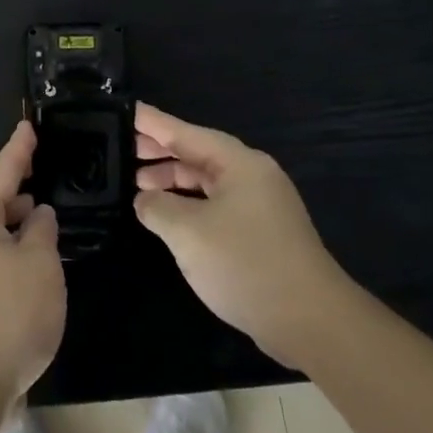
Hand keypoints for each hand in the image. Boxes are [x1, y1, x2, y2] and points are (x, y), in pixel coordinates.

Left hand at [0, 122, 66, 424]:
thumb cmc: (7, 315)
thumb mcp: (40, 267)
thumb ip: (40, 232)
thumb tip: (36, 214)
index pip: (0, 170)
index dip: (18, 148)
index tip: (28, 126)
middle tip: (27, 163)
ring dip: (0, 202)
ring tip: (31, 204)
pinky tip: (21, 245)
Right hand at [133, 103, 349, 366]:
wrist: (310, 321)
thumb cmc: (245, 264)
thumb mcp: (187, 232)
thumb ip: (157, 207)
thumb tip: (145, 200)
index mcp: (239, 164)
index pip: (186, 133)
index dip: (153, 123)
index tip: (126, 111)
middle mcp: (253, 176)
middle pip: (198, 154)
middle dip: (161, 152)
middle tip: (122, 148)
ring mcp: (261, 206)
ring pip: (207, 182)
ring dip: (173, 181)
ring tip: (138, 186)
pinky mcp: (262, 234)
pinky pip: (217, 205)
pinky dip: (189, 205)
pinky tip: (169, 218)